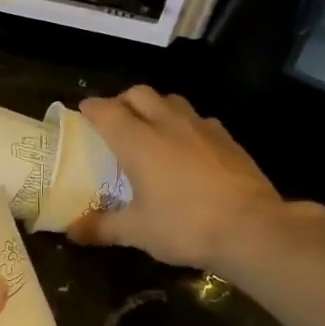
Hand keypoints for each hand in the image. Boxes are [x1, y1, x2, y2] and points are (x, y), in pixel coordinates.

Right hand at [68, 86, 294, 272]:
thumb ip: (101, 227)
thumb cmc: (184, 226)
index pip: (107, 111)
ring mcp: (202, 128)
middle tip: (113, 120)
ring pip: (171, 101)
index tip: (82, 112)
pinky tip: (186, 147)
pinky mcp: (227, 139)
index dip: (91, 108)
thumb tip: (72, 231)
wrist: (252, 228)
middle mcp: (168, 124)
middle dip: (122, 101)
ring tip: (149, 129)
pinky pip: (198, 119)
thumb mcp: (136, 232)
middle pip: (139, 94)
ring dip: (155, 107)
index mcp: (138, 141)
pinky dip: (184, 125)